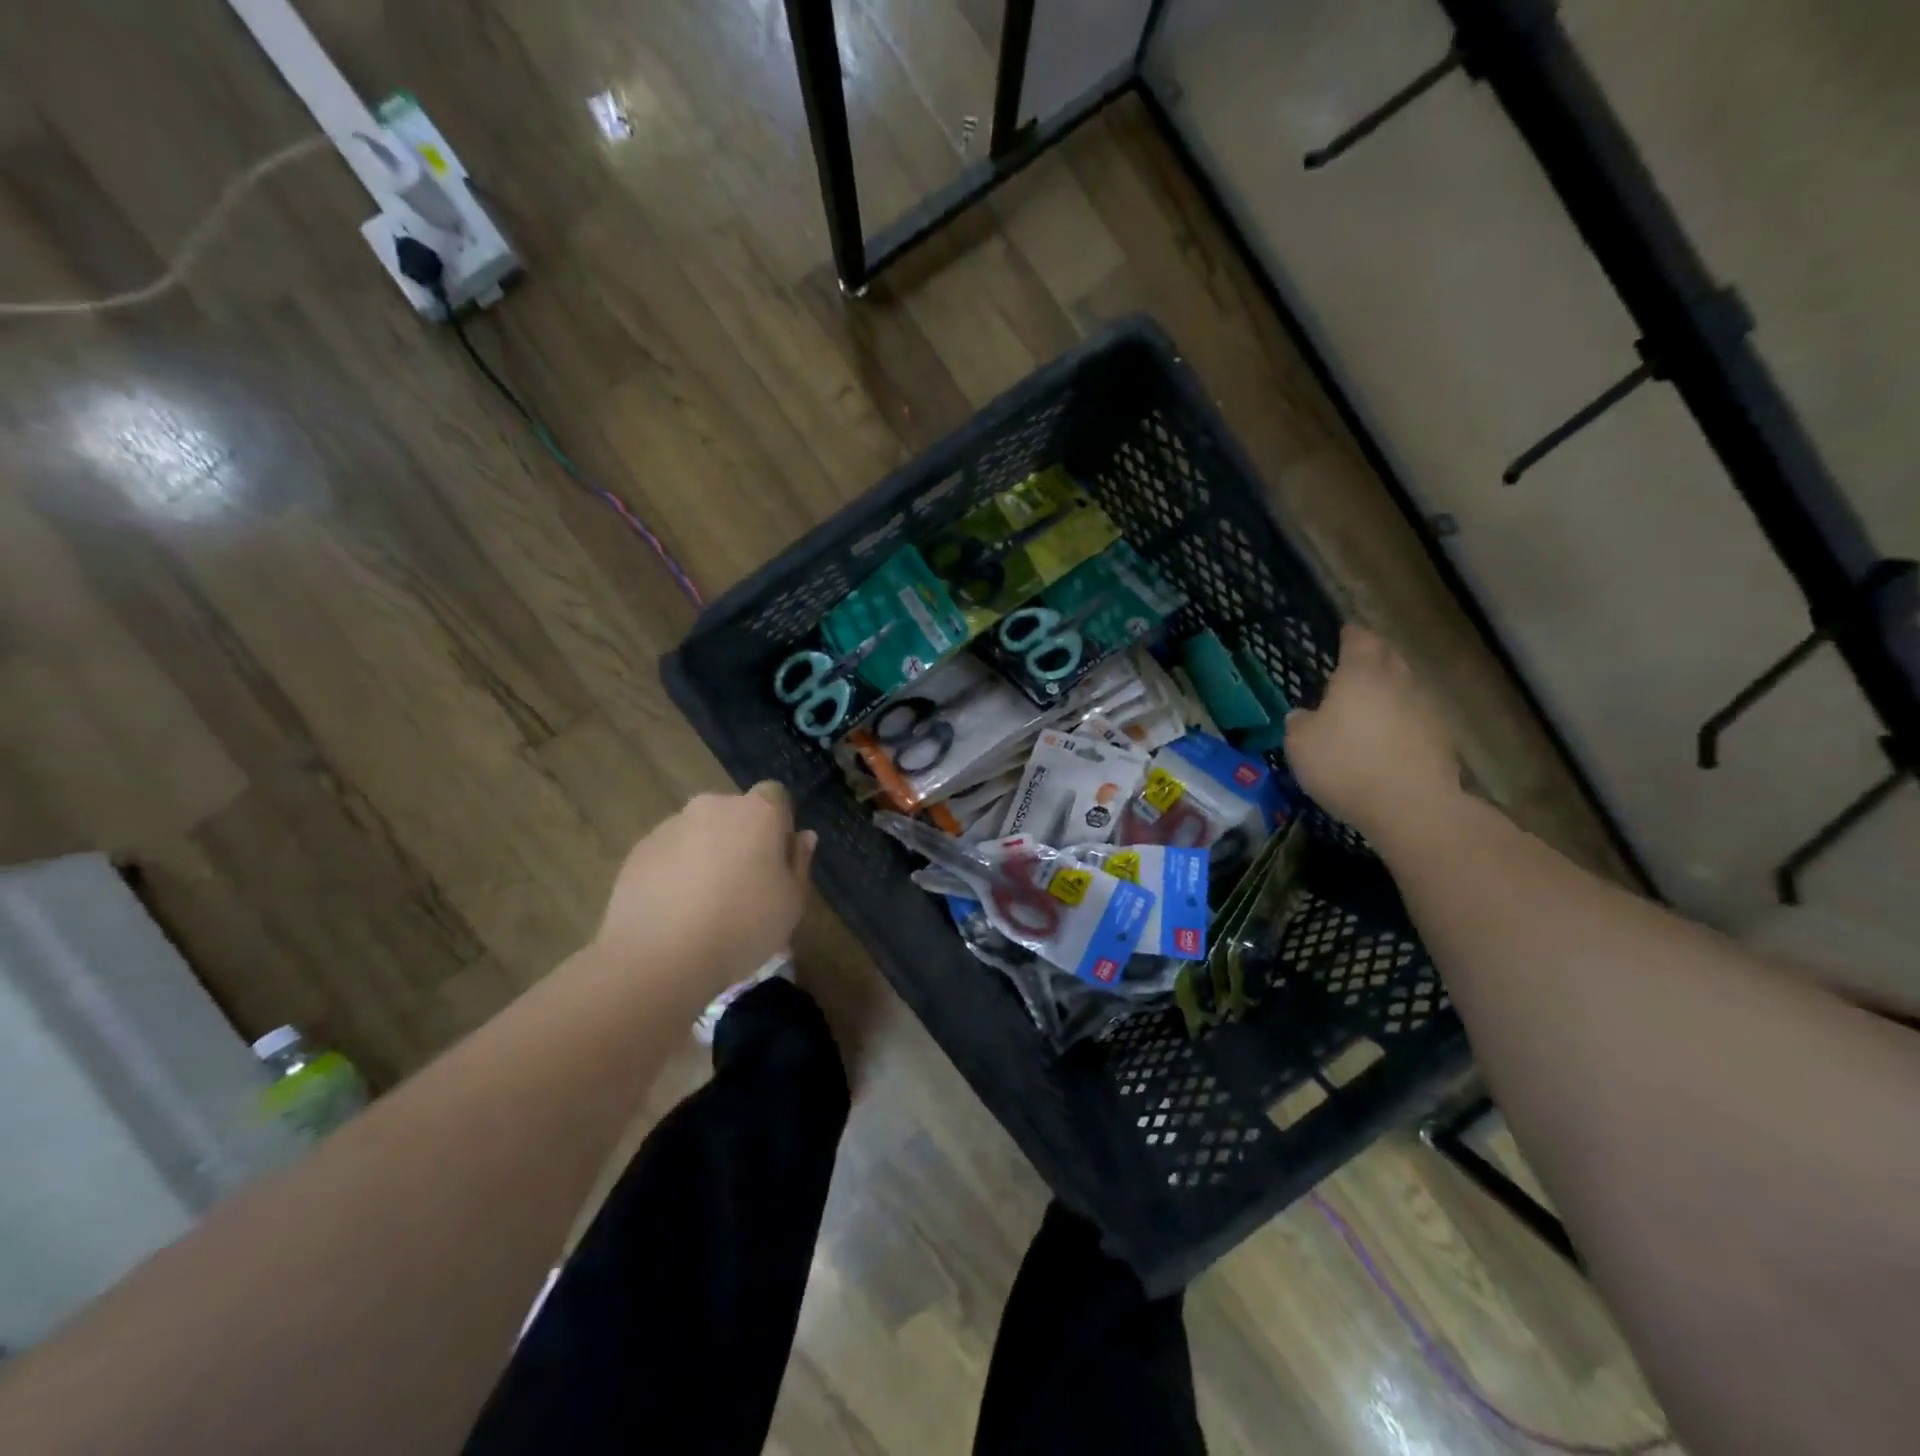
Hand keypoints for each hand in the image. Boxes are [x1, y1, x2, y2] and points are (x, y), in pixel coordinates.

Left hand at [596, 782, 816, 992]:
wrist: (658, 958)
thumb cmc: (742, 926)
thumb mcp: (792, 903)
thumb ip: (799, 863)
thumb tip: (802, 837)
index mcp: (758, 812)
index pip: (775, 795)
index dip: (779, 824)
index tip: (777, 859)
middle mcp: (713, 806)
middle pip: (735, 813)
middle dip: (741, 838)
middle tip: (743, 884)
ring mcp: (670, 826)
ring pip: (699, 832)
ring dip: (706, 854)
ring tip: (704, 904)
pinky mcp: (638, 851)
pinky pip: (668, 854)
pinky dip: (675, 872)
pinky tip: (675, 912)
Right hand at [1285, 626, 1462, 838]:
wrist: (1412, 806)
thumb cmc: (1346, 765)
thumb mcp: (1300, 745)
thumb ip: (1299, 723)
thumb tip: (1303, 715)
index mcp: (1361, 674)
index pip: (1359, 639)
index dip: (1349, 635)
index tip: (1342, 634)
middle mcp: (1398, 681)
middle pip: (1388, 658)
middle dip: (1372, 658)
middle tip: (1352, 669)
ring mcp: (1426, 708)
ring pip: (1405, 687)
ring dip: (1388, 692)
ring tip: (1368, 707)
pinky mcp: (1442, 738)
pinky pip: (1416, 717)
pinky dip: (1402, 721)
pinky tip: (1388, 740)